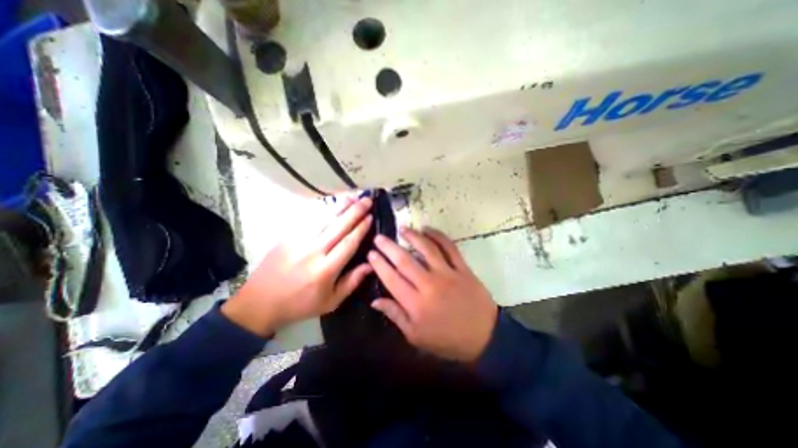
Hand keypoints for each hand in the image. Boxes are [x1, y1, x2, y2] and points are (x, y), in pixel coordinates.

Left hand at [222, 197, 375, 336]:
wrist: (260, 303)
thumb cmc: (300, 304)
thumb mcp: (331, 302)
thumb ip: (352, 282)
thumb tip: (370, 264)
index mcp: (325, 270)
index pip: (348, 243)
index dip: (361, 228)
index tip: (371, 217)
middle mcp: (313, 252)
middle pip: (338, 227)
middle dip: (355, 212)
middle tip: (367, 201)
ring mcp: (298, 241)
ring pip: (324, 219)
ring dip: (340, 206)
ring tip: (353, 197)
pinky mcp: (287, 237)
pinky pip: (308, 220)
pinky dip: (323, 210)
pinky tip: (332, 203)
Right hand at [370, 225, 497, 361]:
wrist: (484, 337)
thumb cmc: (447, 340)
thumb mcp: (416, 336)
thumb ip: (395, 315)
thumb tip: (375, 301)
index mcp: (416, 304)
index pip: (392, 279)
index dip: (379, 264)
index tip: (371, 253)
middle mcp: (429, 285)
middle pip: (405, 261)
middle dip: (389, 247)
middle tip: (379, 237)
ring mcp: (447, 274)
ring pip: (427, 249)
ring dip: (413, 236)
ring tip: (403, 229)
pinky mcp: (462, 268)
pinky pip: (449, 247)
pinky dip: (438, 236)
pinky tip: (428, 229)